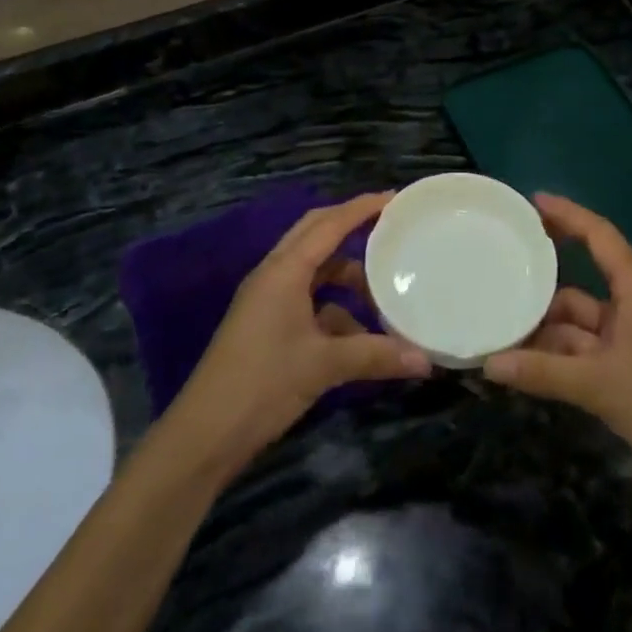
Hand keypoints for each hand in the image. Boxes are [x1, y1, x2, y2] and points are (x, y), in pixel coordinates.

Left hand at [165, 193, 431, 477]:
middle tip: (388, 227)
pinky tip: (359, 334)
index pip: (329, 224)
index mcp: (284, 270)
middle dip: (350, 228)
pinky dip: (333, 308)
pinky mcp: (266, 324)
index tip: (393, 198)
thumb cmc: (263, 383)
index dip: (361, 208)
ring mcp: (267, 300)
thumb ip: (376, 356)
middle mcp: (274, 275)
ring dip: (345, 276)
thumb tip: (426, 360)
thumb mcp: (323, 366)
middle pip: (316, 235)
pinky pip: (307, 300)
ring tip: (382, 291)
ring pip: (313, 271)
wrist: (204, 433)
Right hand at [484, 194, 631, 503]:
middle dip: (542, 283)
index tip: (531, 201)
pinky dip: (558, 357)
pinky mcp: (630, 369)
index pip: (599, 235)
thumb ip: (543, 373)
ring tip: (500, 329)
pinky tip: (525, 366)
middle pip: (581, 282)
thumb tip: (488, 364)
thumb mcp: (600, 386)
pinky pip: (584, 351)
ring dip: (545, 329)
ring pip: (579, 323)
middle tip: (499, 270)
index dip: (567, 214)